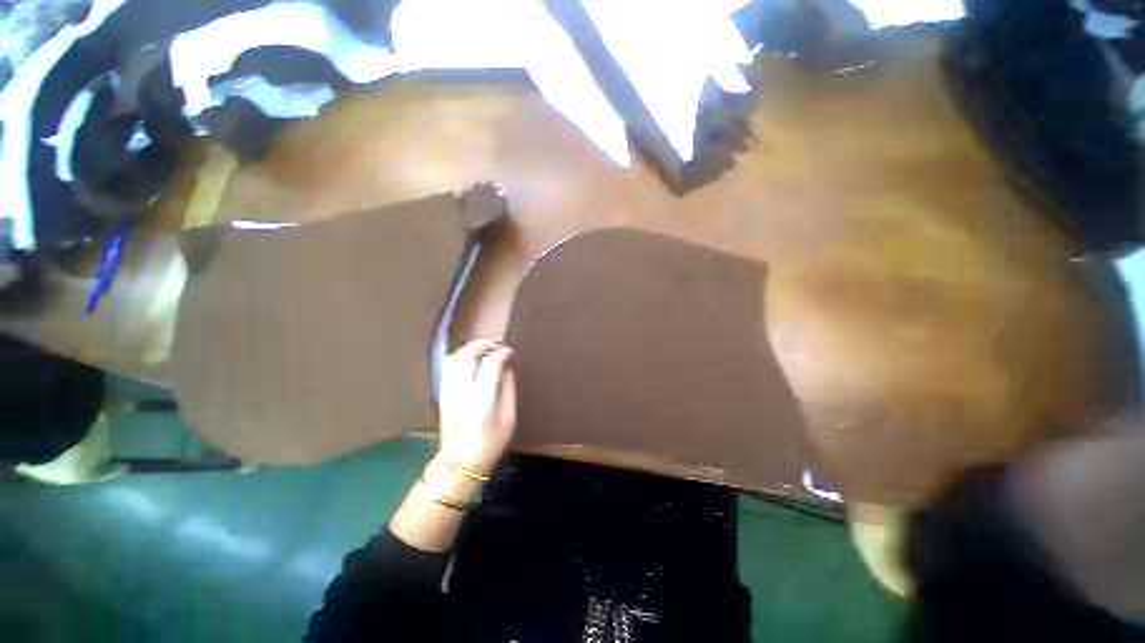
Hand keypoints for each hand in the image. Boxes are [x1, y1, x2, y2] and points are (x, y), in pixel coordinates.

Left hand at [437, 339, 516, 474]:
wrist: (460, 462)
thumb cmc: (490, 442)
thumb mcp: (509, 417)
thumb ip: (508, 388)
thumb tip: (507, 367)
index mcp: (482, 396)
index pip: (491, 362)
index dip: (502, 353)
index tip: (510, 352)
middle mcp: (462, 388)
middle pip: (469, 353)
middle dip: (484, 344)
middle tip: (497, 346)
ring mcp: (449, 389)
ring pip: (456, 356)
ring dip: (471, 349)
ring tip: (484, 352)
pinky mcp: (443, 392)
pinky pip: (448, 366)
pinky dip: (460, 358)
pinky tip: (471, 363)